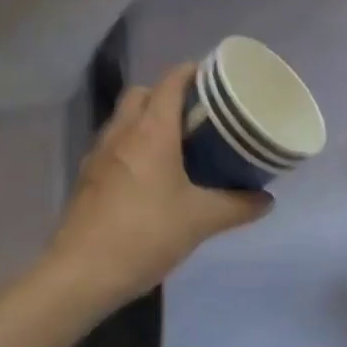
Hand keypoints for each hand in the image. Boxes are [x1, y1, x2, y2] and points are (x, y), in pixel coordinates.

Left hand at [48, 63, 273, 305]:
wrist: (80, 274)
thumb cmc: (145, 234)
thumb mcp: (200, 220)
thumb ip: (237, 206)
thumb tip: (267, 199)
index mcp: (152, 130)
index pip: (171, 81)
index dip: (191, 72)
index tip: (213, 78)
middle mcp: (122, 131)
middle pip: (142, 93)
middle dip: (166, 94)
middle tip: (194, 115)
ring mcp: (99, 153)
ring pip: (123, 118)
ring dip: (144, 119)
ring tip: (173, 143)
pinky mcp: (86, 177)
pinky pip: (111, 144)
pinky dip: (129, 145)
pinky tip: (145, 175)